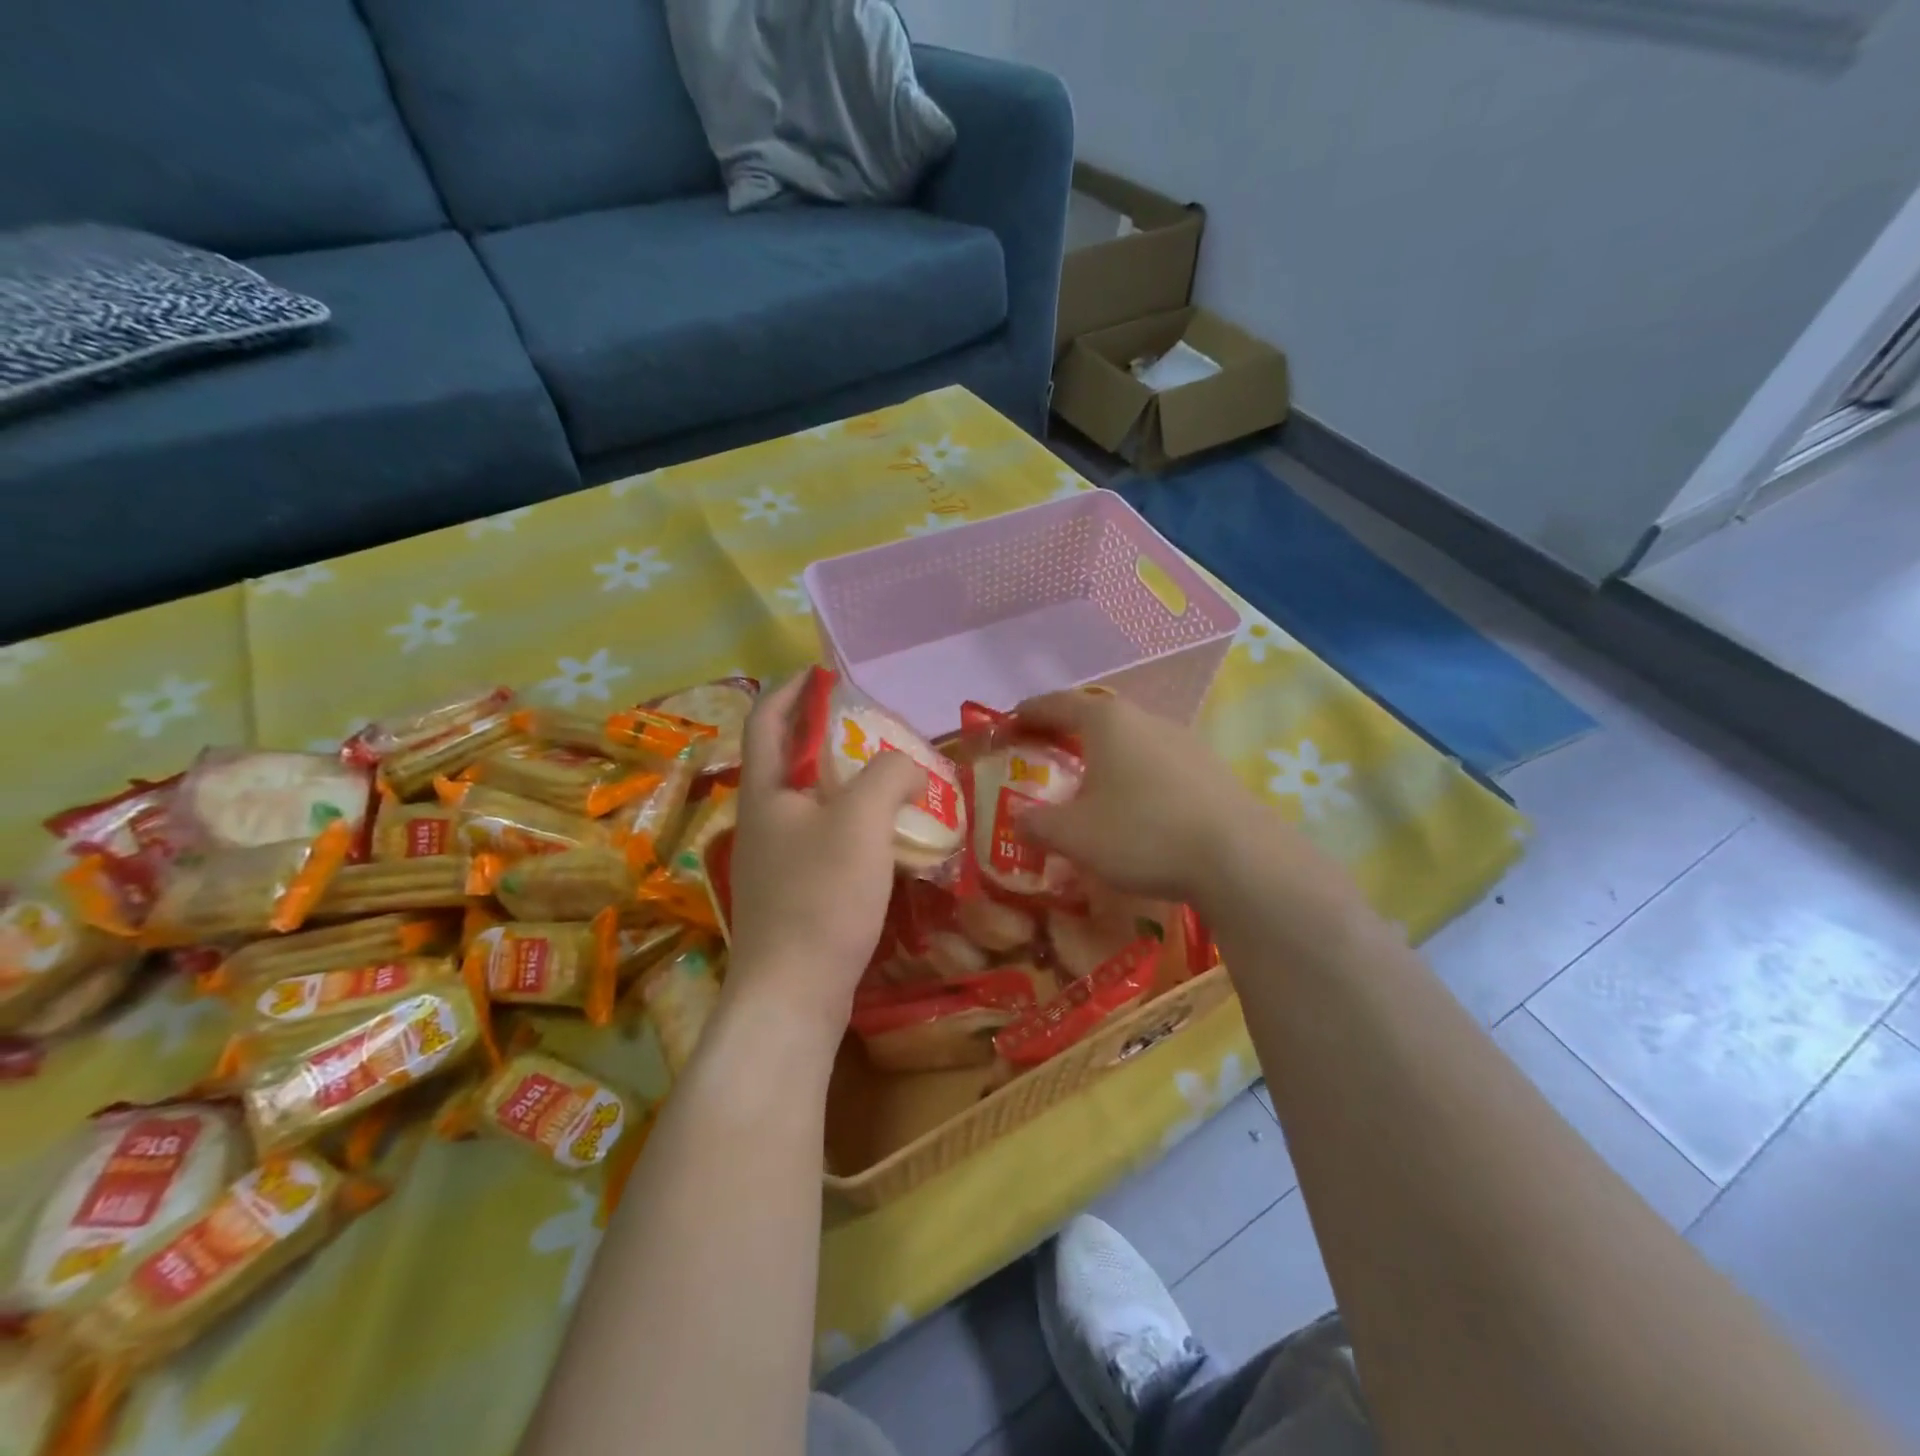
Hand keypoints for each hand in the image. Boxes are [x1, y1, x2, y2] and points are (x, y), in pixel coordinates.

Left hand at [725, 673, 922, 1040]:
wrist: (793, 995)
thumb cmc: (821, 898)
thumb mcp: (862, 821)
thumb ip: (889, 775)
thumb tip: (909, 766)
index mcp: (766, 791)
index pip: (767, 719)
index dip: (793, 689)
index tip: (825, 673)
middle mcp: (763, 820)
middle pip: (791, 760)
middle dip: (830, 737)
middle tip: (878, 730)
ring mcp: (775, 860)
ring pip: (813, 803)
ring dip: (848, 784)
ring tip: (893, 780)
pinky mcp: (794, 893)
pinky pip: (825, 841)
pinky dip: (854, 825)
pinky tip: (888, 838)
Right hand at [1013, 689, 1289, 905]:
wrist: (1239, 857)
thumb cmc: (1142, 834)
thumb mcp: (1074, 835)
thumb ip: (1036, 823)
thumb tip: (1018, 818)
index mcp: (1107, 722)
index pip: (1056, 704)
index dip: (1028, 713)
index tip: (1008, 724)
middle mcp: (1146, 719)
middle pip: (1095, 716)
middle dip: (1065, 732)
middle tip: (1043, 754)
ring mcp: (1184, 741)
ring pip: (1130, 739)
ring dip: (1103, 755)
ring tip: (1088, 782)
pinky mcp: (1210, 768)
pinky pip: (1158, 762)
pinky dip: (1134, 773)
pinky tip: (1136, 806)